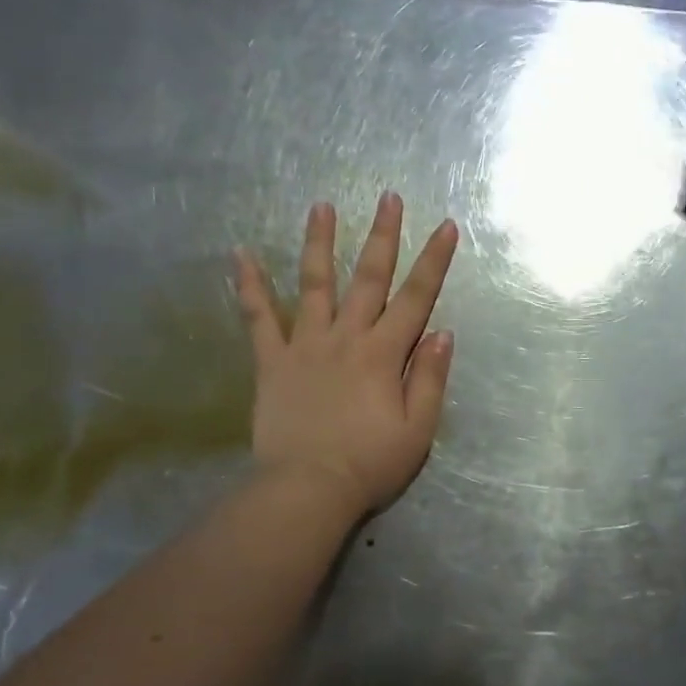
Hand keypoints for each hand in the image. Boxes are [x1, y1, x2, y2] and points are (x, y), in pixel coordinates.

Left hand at [235, 193, 459, 516]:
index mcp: (385, 354)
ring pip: (315, 284)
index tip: (445, 226)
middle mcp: (347, 337)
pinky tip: (240, 253)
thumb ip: (431, 378)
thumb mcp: (418, 430)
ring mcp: (306, 345)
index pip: (417, 297)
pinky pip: (259, 318)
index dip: (434, 260)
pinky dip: (250, 285)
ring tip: (320, 206)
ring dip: (319, 242)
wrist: (307, 489)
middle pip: (368, 277)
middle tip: (387, 197)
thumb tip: (442, 333)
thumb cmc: (370, 464)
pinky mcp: (272, 362)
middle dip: (382, 235)